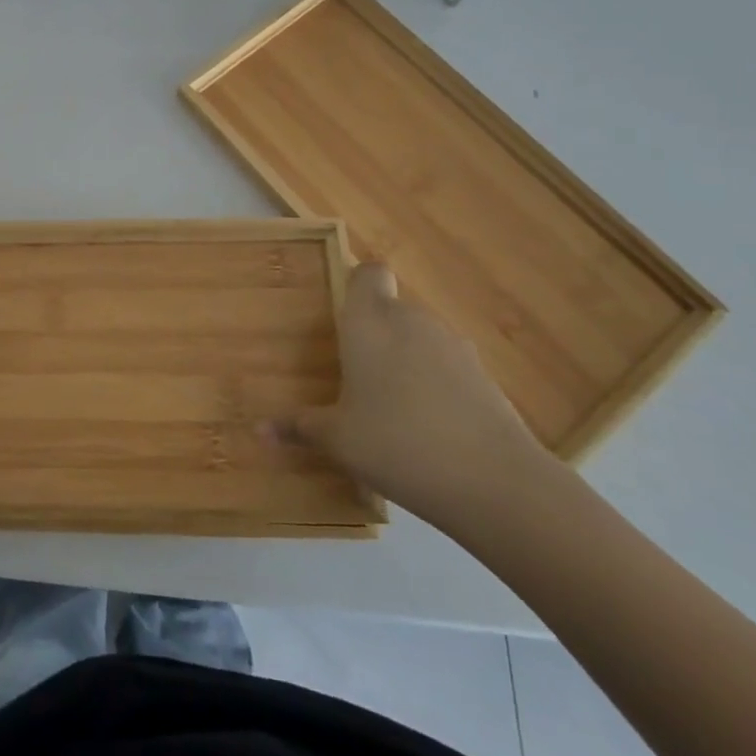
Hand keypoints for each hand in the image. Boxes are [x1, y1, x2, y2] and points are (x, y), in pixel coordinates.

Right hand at [268, 263, 552, 532]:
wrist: (496, 482)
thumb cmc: (398, 444)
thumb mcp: (338, 440)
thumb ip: (300, 427)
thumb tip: (260, 430)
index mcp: (370, 322)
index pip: (369, 273)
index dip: (358, 286)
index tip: (345, 319)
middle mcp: (411, 320)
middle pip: (391, 309)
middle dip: (376, 335)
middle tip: (358, 376)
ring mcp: (453, 345)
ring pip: (421, 338)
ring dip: (407, 360)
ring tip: (395, 408)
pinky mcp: (484, 375)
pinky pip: (448, 366)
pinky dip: (437, 385)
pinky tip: (432, 428)